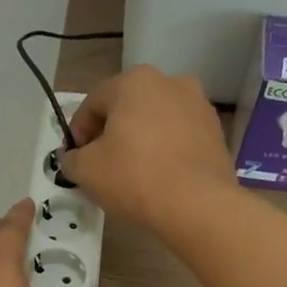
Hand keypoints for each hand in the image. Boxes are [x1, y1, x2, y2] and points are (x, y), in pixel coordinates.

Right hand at [59, 66, 236, 234]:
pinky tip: (157, 177)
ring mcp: (198, 105)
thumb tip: (73, 158)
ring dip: (138, 141)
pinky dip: (163, 151)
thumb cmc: (134, 177)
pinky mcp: (216, 131)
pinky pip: (177, 137)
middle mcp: (170, 82)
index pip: (92, 104)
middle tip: (100, 166)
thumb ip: (71, 159)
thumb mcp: (86, 170)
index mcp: (135, 81)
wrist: (198, 205)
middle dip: (109, 134)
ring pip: (154, 122)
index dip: (77, 133)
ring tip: (130, 174)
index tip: (75, 160)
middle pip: (125, 109)